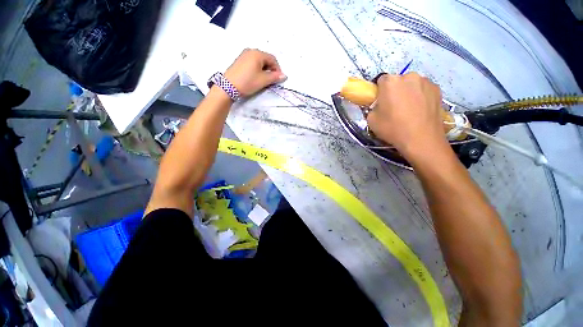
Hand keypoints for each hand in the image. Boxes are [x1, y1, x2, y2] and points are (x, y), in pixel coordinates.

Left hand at [224, 49, 286, 96]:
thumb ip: (275, 77)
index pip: (272, 59)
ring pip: (259, 61)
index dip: (277, 69)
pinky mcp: (239, 61)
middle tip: (271, 80)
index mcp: (257, 53)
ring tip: (263, 80)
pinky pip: (252, 63)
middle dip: (270, 69)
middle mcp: (250, 51)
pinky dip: (257, 69)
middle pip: (265, 59)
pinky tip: (255, 77)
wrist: (228, 87)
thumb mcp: (263, 80)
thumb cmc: (248, 82)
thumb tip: (284, 75)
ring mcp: (243, 55)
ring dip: (264, 70)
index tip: (278, 79)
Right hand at [367, 73, 448, 160]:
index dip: (379, 91)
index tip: (380, 102)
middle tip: (394, 107)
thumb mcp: (371, 121)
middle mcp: (409, 76)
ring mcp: (426, 82)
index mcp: (390, 82)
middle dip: (395, 91)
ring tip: (409, 110)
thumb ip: (373, 108)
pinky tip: (420, 111)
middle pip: (398, 81)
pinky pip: (424, 90)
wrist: (422, 139)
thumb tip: (378, 106)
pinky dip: (421, 97)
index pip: (381, 80)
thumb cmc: (393, 128)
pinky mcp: (438, 90)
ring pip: (412, 85)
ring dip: (408, 93)